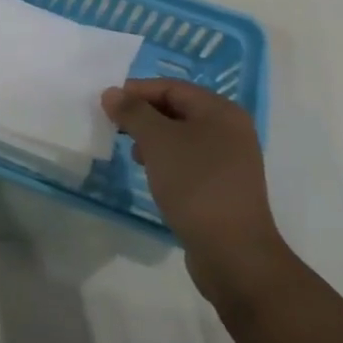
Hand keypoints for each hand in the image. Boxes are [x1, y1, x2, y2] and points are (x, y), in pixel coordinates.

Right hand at [103, 79, 290, 306]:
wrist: (234, 255)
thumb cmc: (195, 185)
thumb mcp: (158, 142)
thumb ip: (133, 112)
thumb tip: (112, 93)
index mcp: (221, 111)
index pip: (171, 87)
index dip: (137, 91)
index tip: (108, 104)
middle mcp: (230, 130)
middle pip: (178, 109)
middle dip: (144, 116)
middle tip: (115, 128)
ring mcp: (231, 161)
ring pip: (182, 137)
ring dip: (153, 139)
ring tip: (132, 154)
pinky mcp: (224, 187)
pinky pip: (190, 161)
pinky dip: (167, 161)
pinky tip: (153, 175)